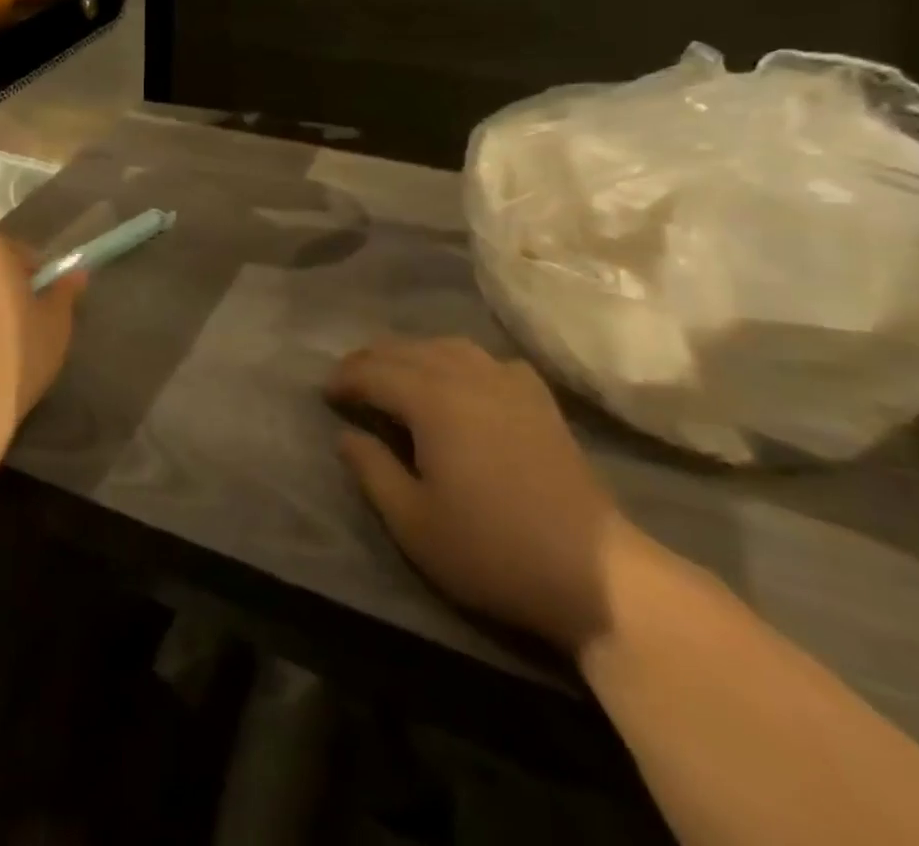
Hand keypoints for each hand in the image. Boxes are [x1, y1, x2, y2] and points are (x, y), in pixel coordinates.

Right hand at [327, 337, 643, 654]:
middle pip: (407, 350)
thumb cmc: (492, 550)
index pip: (374, 372)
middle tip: (350, 379)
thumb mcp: (414, 523)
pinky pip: (487, 359)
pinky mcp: (538, 398)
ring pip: (446, 346)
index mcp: (431, 400)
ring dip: (412, 354)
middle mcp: (466, 375)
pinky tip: (461, 381)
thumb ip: (372, 470)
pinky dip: (460, 361)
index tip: (325, 393)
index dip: (345, 378)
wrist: (593, 572)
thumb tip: (346, 434)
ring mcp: (507, 382)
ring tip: (396, 373)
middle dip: (371, 359)